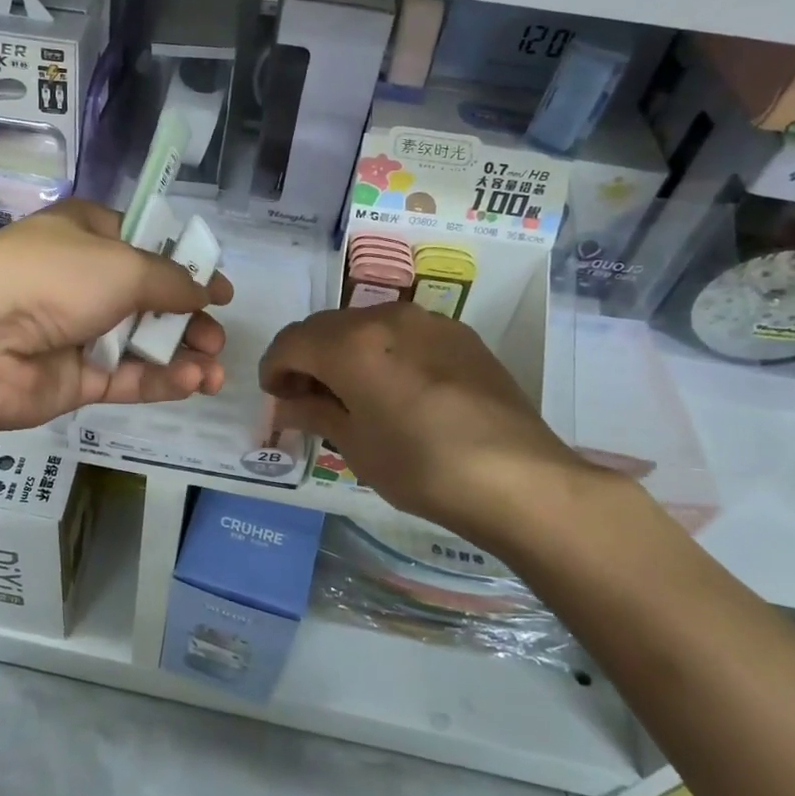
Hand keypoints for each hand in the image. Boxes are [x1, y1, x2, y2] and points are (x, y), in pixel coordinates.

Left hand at [0, 199, 231, 432]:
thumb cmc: (54, 279)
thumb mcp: (124, 265)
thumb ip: (172, 281)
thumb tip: (207, 292)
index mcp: (87, 234)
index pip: (146, 245)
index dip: (186, 267)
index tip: (220, 290)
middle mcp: (83, 279)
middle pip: (150, 299)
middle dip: (189, 319)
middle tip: (216, 337)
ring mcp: (78, 331)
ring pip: (141, 343)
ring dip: (182, 355)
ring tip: (214, 370)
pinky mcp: (75, 377)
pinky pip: (126, 377)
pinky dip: (160, 380)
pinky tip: (194, 382)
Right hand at [259, 302, 609, 550]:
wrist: (520, 478)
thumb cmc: (422, 467)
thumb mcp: (356, 446)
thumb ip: (314, 413)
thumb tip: (287, 403)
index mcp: (350, 344)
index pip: (291, 341)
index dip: (274, 367)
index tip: (275, 395)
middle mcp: (385, 317)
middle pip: (325, 327)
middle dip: (307, 357)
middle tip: (307, 396)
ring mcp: (428, 321)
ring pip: (365, 324)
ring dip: (345, 351)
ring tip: (352, 392)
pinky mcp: (460, 335)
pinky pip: (404, 332)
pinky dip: (383, 351)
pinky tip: (397, 388)